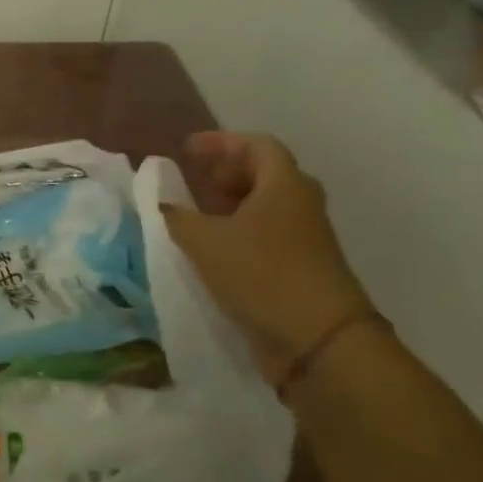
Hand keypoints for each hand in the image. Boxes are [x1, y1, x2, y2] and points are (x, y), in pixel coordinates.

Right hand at [162, 132, 372, 385]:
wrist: (318, 339)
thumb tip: (164, 204)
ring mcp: (305, 237)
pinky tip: (212, 248)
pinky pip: (266, 233)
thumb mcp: (204, 241)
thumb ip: (178, 216)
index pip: (256, 145)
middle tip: (193, 178)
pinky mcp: (302, 266)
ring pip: (265, 205)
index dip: (221, 142)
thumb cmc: (261, 274)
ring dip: (231, 203)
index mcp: (284, 184)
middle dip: (226, 171)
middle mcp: (300, 203)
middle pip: (264, 173)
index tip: (187, 149)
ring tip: (196, 212)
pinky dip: (238, 230)